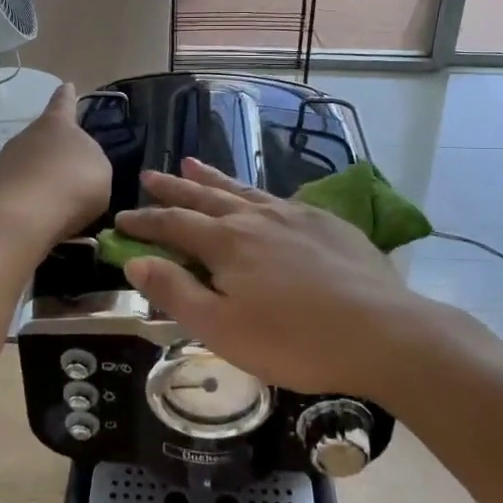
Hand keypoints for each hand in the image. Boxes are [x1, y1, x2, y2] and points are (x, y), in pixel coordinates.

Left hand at [0, 82, 110, 247]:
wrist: (21, 219)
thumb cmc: (71, 187)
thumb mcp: (100, 171)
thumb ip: (90, 160)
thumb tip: (78, 161)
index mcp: (56, 125)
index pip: (63, 103)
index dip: (67, 96)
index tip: (67, 86)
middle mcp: (24, 136)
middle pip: (40, 138)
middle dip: (50, 150)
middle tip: (64, 171)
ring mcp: (0, 162)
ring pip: (21, 165)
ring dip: (33, 177)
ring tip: (48, 203)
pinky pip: (7, 192)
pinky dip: (18, 201)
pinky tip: (28, 220)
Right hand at [114, 159, 436, 403]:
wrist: (381, 331)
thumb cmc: (294, 340)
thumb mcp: (222, 329)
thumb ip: (176, 292)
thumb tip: (136, 262)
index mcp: (226, 243)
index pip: (173, 224)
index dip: (144, 222)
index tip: (121, 218)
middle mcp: (255, 217)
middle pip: (204, 197)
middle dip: (173, 187)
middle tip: (150, 175)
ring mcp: (293, 214)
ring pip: (242, 190)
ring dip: (213, 178)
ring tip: (193, 162)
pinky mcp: (326, 221)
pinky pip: (278, 198)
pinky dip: (256, 192)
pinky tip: (260, 197)